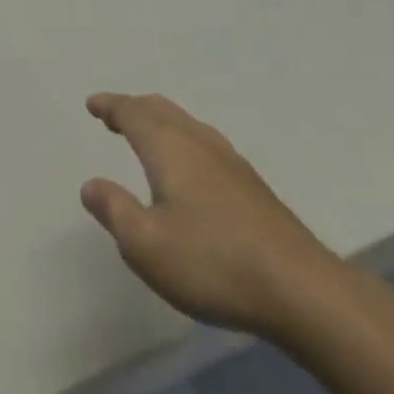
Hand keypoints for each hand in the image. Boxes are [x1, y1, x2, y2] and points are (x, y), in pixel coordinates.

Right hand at [80, 92, 343, 339]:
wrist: (302, 289)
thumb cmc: (213, 263)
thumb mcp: (146, 245)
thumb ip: (114, 211)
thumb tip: (90, 184)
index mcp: (168, 147)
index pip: (132, 112)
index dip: (110, 105)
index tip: (92, 104)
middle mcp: (198, 142)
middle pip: (160, 109)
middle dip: (133, 108)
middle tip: (112, 116)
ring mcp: (230, 161)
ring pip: (185, 123)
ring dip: (159, 121)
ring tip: (146, 136)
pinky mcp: (252, 184)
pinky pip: (204, 142)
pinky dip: (182, 139)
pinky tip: (189, 168)